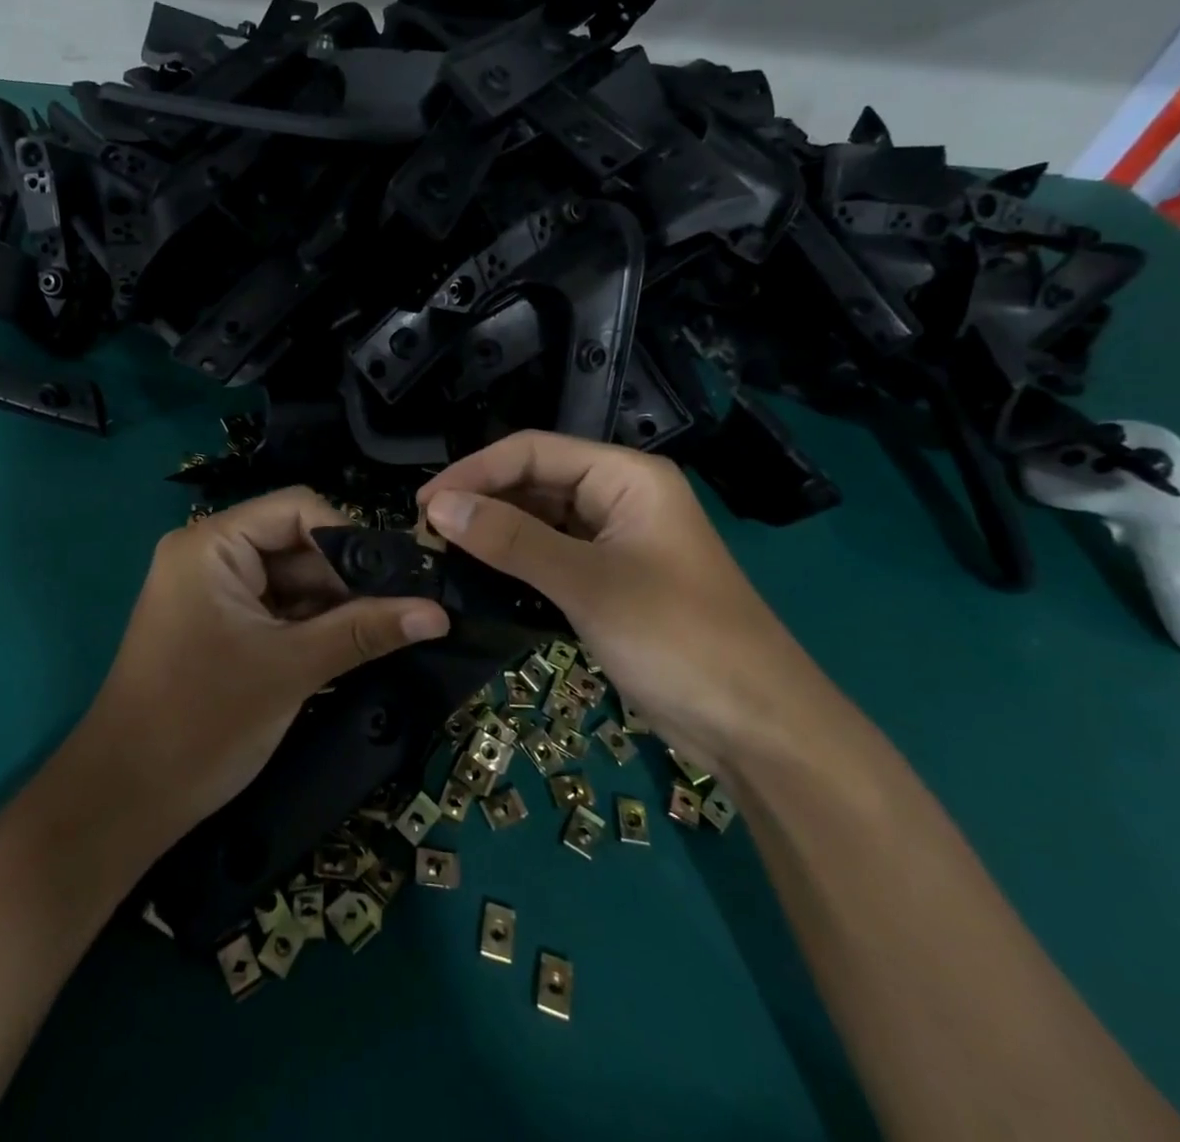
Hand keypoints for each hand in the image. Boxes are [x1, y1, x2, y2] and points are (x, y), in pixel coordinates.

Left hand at [78, 488, 448, 845]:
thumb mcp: (293, 668)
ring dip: (332, 605)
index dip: (348, 537)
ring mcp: (211, 591)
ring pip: (290, 579)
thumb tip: (439, 612)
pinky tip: (350, 644)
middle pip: (295, 543)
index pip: (296, 509)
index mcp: (212, 545)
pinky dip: (309, 625)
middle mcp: (209, 555)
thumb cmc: (203, 721)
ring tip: (385, 631)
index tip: (395, 579)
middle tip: (402, 610)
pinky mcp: (217, 624)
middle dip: (345, 578)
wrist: (125, 800)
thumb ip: (365, 631)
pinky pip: (275, 608)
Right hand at [417, 431, 829, 772]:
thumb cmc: (678, 638)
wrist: (756, 727)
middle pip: (534, 482)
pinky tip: (479, 577)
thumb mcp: (588, 583)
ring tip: (442, 552)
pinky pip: (551, 556)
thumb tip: (438, 507)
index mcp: (626, 476)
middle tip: (426, 534)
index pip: (533, 451)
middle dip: (482, 502)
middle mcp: (619, 497)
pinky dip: (515, 563)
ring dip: (494, 533)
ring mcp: (615, 541)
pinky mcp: (609, 581)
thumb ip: (511, 540)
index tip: (423, 504)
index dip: (474, 471)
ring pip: (540, 521)